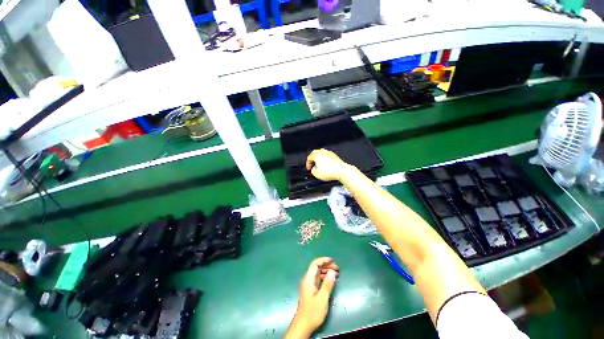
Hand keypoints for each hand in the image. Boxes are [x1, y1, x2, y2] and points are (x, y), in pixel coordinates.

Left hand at [285, 258, 339, 337]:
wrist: (303, 325)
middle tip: (337, 269)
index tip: (332, 261)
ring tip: (336, 274)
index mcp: (308, 279)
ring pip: (318, 273)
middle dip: (327, 266)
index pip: (315, 264)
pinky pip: (318, 279)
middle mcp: (307, 280)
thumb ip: (327, 284)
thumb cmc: (312, 312)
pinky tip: (331, 281)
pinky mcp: (311, 290)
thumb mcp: (322, 298)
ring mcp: (309, 285)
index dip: (323, 260)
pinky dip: (325, 278)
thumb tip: (332, 271)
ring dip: (326, 272)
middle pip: (317, 268)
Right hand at [306, 149, 352, 181]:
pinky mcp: (335, 156)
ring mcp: (329, 153)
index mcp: (317, 155)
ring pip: (322, 154)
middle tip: (312, 165)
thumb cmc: (330, 171)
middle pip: (315, 154)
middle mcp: (323, 152)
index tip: (308, 168)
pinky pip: (327, 157)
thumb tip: (314, 169)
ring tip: (319, 166)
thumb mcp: (316, 174)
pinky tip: (326, 166)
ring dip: (319, 159)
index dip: (307, 164)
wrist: (341, 171)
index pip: (309, 157)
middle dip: (313, 160)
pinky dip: (325, 160)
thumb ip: (312, 171)